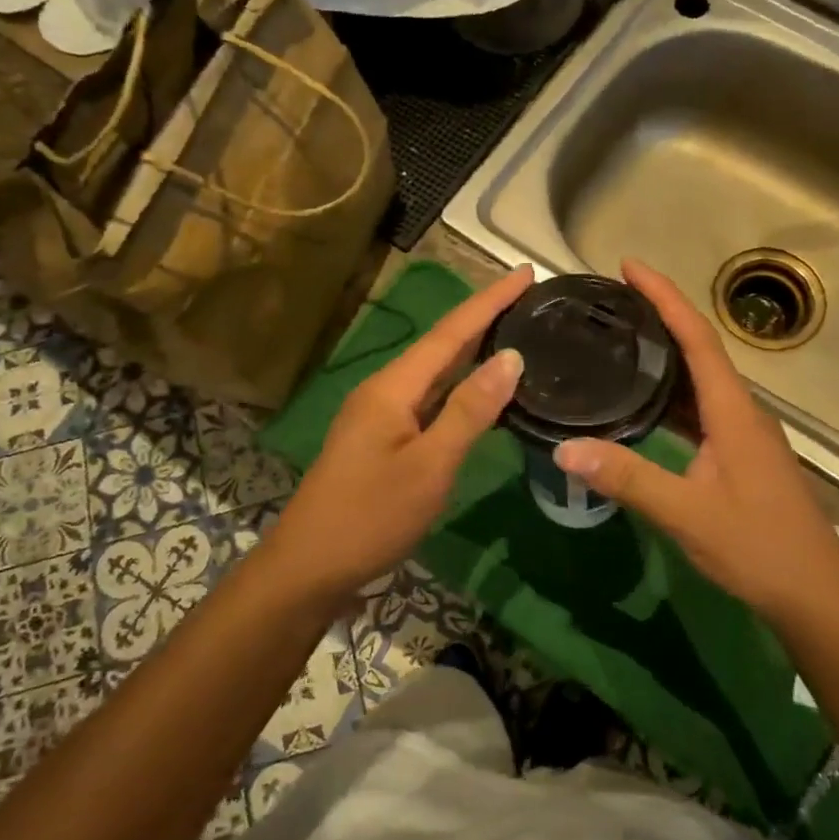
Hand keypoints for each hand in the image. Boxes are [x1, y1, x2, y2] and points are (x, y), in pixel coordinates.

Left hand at [260, 265, 533, 599]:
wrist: (309, 567)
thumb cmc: (370, 516)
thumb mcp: (429, 465)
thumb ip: (470, 410)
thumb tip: (510, 357)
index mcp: (393, 387)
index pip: (451, 331)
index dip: (490, 300)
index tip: (526, 272)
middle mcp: (385, 391)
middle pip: (441, 345)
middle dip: (484, 318)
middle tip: (529, 298)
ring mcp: (380, 417)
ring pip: (434, 373)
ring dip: (471, 350)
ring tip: (513, 332)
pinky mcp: (382, 441)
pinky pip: (428, 400)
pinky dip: (458, 388)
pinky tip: (479, 392)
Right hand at [553, 259, 838, 624]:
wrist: (816, 593)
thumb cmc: (758, 547)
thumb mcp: (687, 514)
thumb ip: (628, 478)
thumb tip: (565, 448)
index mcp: (732, 411)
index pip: (697, 338)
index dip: (665, 297)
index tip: (629, 266)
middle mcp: (740, 412)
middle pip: (699, 349)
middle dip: (660, 317)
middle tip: (613, 301)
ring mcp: (743, 434)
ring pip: (700, 381)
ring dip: (665, 355)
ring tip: (621, 339)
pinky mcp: (739, 455)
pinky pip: (700, 409)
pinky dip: (670, 395)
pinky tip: (643, 403)